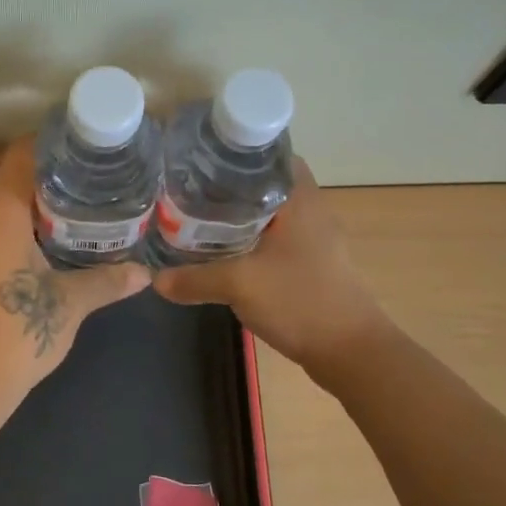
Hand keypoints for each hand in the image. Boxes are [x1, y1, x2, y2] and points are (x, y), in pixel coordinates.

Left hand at [0, 138, 151, 406]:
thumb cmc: (16, 332)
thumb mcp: (70, 304)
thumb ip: (106, 281)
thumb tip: (143, 274)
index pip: (15, 154)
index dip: (42, 141)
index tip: (73, 144)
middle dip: (9, 156)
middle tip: (52, 171)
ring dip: (1, 188)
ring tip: (47, 201)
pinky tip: (28, 240)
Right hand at [153, 158, 385, 366]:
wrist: (351, 352)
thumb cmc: (300, 301)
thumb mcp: (239, 285)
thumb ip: (194, 279)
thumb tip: (155, 279)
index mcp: (300, 199)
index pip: (270, 154)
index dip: (237, 153)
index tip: (202, 159)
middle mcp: (310, 211)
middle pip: (265, 184)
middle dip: (228, 186)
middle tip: (190, 189)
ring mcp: (313, 240)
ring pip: (268, 215)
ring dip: (238, 216)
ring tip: (197, 218)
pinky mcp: (311, 265)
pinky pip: (273, 240)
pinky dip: (249, 241)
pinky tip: (223, 253)